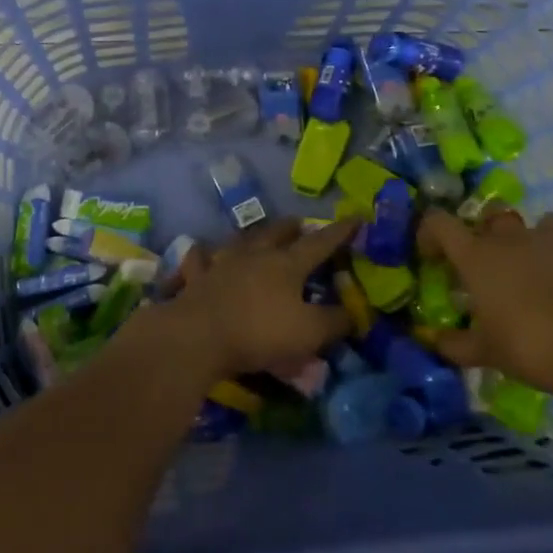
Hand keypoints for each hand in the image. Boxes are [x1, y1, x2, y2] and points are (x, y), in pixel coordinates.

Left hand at [162, 218, 355, 382]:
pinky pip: (200, 258)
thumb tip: (354, 311)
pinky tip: (204, 252)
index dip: (340, 231)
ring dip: (254, 235)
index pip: (320, 242)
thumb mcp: (309, 333)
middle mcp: (255, 254)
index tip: (356, 217)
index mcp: (287, 264)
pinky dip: (204, 254)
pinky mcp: (197, 276)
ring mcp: (222, 261)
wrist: (199, 335)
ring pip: (241, 239)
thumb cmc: (260, 332)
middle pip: (277, 232)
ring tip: (260, 235)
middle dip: (293, 227)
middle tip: (301, 225)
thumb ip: (335, 321)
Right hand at [420, 206, 552, 392]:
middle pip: (486, 214)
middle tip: (483, 263)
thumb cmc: (531, 343)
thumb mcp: (486, 352)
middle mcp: (506, 238)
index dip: (429, 233)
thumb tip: (435, 341)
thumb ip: (456, 345)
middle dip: (481, 232)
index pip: (438, 222)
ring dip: (520, 239)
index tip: (431, 258)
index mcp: (475, 255)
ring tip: (523, 269)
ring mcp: (546, 241)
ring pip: (527, 223)